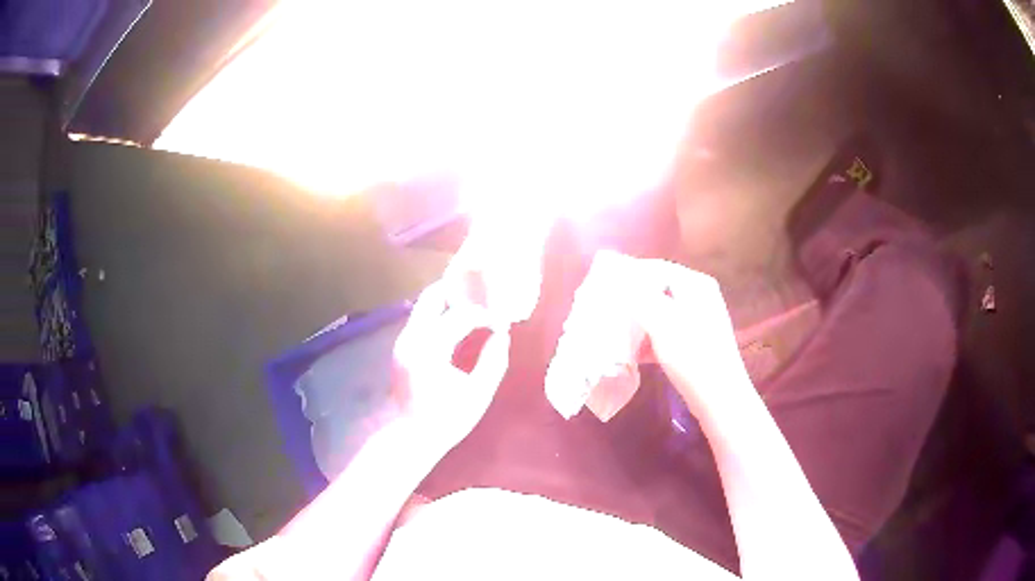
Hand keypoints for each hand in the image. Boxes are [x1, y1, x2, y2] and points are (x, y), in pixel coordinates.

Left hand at [391, 280, 511, 455]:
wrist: (408, 435)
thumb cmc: (444, 419)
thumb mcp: (477, 394)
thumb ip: (493, 362)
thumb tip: (502, 336)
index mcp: (430, 348)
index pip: (461, 316)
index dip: (485, 315)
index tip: (502, 323)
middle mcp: (412, 337)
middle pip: (432, 296)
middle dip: (459, 291)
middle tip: (484, 294)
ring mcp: (403, 340)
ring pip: (425, 305)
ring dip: (449, 302)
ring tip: (475, 308)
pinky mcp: (402, 347)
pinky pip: (422, 318)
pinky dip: (441, 314)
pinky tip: (458, 324)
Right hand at [549, 251, 747, 420]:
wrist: (720, 398)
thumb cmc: (692, 356)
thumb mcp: (662, 323)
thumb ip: (639, 297)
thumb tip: (619, 281)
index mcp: (695, 285)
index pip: (656, 268)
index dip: (629, 274)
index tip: (604, 286)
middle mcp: (700, 297)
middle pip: (658, 290)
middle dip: (632, 301)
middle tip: (606, 311)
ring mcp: (699, 321)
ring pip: (661, 313)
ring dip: (638, 323)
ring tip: (615, 334)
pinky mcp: (696, 343)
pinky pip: (667, 333)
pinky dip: (650, 340)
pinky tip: (633, 355)